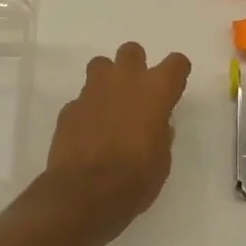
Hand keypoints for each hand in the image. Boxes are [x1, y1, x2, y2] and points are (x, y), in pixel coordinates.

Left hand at [40, 42, 191, 245]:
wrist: (84, 194)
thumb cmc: (135, 180)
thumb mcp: (162, 160)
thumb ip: (160, 132)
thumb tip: (156, 124)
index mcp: (155, 91)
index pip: (176, 63)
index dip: (176, 73)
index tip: (173, 90)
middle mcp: (124, 81)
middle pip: (132, 51)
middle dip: (135, 66)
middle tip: (136, 93)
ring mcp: (92, 91)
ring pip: (101, 65)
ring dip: (107, 80)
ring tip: (109, 107)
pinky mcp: (69, 108)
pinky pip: (82, 99)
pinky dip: (87, 110)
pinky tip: (88, 133)